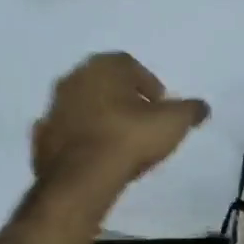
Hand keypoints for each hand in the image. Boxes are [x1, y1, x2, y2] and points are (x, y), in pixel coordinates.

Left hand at [32, 52, 209, 200]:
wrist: (82, 178)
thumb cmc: (129, 138)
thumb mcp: (173, 123)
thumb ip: (190, 110)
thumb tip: (202, 107)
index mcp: (104, 66)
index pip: (130, 66)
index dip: (148, 84)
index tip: (160, 105)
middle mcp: (74, 78)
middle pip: (103, 83)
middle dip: (121, 98)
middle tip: (140, 120)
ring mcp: (53, 108)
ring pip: (82, 106)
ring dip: (99, 117)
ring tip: (118, 141)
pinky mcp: (41, 137)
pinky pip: (65, 132)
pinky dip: (78, 139)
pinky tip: (93, 156)